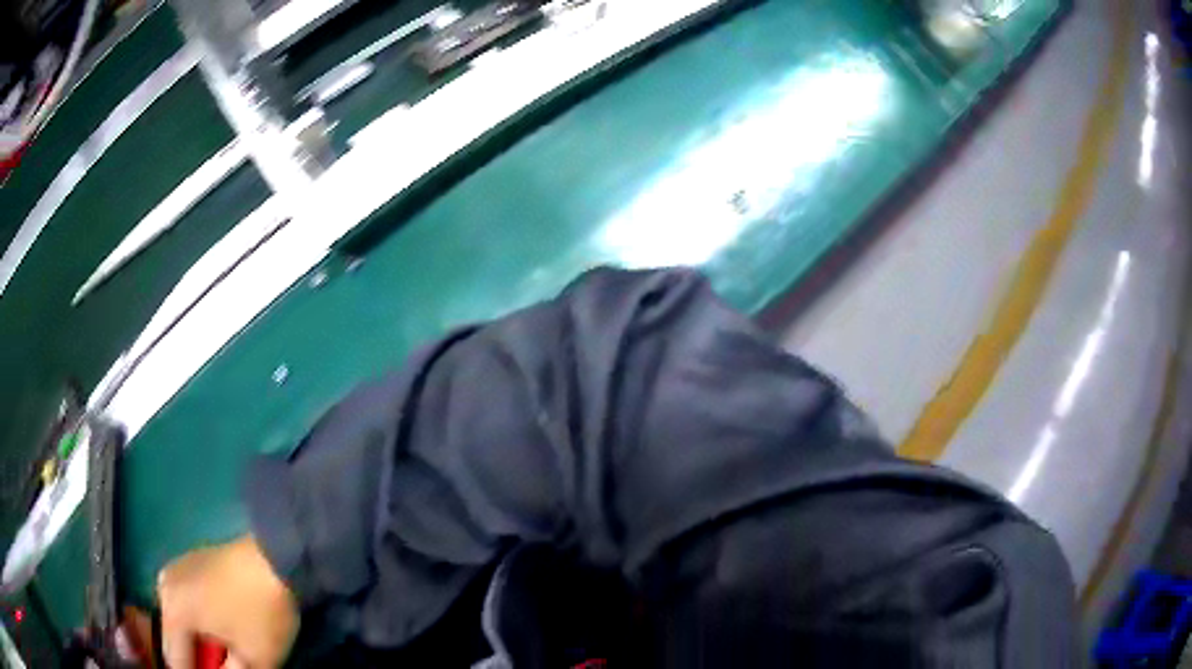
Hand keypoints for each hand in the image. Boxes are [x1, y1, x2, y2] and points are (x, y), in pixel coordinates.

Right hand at [158, 535, 298, 668]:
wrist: (278, 555)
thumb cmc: (261, 612)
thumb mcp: (252, 660)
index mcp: (172, 611)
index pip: (174, 658)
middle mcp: (164, 586)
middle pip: (175, 638)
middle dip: (198, 658)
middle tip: (223, 666)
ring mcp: (176, 569)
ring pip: (181, 620)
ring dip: (199, 642)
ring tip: (226, 654)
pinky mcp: (190, 562)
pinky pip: (187, 602)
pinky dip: (201, 622)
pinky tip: (223, 632)